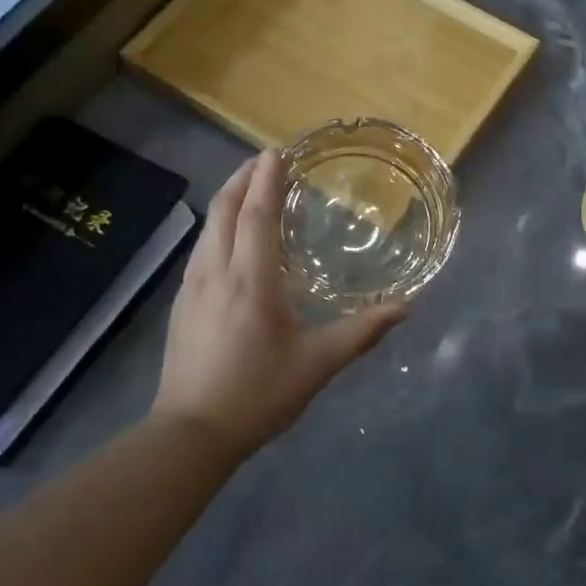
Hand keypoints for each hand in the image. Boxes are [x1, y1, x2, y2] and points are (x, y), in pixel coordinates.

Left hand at [154, 150, 406, 458]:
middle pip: (224, 211)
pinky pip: (202, 249)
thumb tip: (404, 307)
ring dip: (228, 200)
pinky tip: (230, 240)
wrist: (192, 433)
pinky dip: (219, 228)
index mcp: (250, 280)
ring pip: (208, 229)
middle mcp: (216, 272)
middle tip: (264, 160)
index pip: (255, 214)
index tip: (276, 152)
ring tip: (249, 190)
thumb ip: (361, 332)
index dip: (265, 180)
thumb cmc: (258, 394)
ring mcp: (192, 287)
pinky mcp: (182, 303)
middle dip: (241, 178)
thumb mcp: (317, 364)